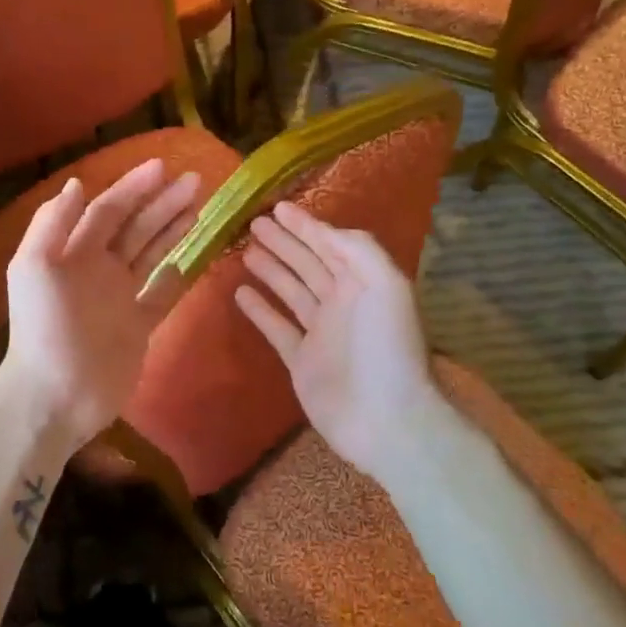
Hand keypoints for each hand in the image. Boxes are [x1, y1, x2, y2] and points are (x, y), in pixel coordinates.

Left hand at [0, 160, 200, 449]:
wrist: (55, 395)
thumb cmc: (43, 327)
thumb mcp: (34, 267)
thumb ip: (52, 223)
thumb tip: (77, 183)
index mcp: (73, 252)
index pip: (108, 210)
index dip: (133, 188)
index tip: (163, 167)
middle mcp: (97, 268)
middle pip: (135, 227)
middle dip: (162, 202)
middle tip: (195, 180)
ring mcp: (119, 298)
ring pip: (150, 253)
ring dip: (172, 229)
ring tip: (199, 206)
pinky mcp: (137, 327)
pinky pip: (160, 295)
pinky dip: (174, 277)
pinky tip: (189, 259)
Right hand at [234, 200, 449, 483]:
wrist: (386, 418)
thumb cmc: (386, 347)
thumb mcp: (385, 284)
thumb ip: (358, 249)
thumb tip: (325, 231)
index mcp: (363, 283)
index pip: (330, 245)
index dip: (306, 225)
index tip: (278, 208)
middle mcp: (341, 302)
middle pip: (307, 264)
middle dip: (283, 242)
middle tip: (254, 224)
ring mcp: (320, 333)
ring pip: (291, 291)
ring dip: (270, 270)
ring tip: (246, 251)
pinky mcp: (301, 361)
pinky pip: (276, 328)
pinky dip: (259, 310)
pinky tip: (239, 292)